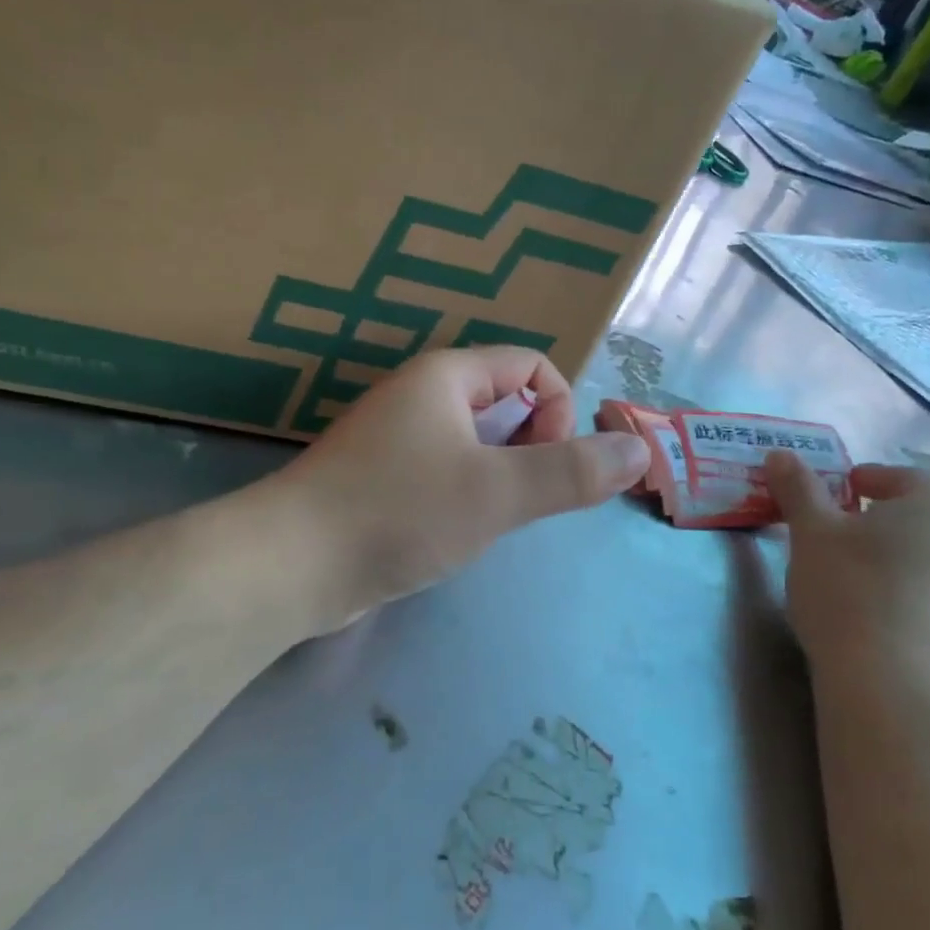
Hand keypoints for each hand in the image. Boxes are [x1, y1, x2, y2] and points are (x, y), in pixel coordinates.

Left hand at [268, 347, 650, 633]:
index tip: (550, 464)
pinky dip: (464, 494)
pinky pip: (442, 470)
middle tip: (521, 499)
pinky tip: (452, 532)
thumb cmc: (398, 513)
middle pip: (503, 401)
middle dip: (531, 446)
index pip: (529, 365)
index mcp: (445, 376)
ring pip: (473, 441)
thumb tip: (638, 450)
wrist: (291, 564)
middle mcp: (418, 395)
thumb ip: (570, 473)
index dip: (558, 409)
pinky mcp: (378, 478)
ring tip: (490, 519)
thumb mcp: (497, 493)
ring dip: (499, 475)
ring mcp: (393, 437)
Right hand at [764, 453, 929, 688]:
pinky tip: (877, 604)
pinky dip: (910, 583)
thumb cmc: (847, 588)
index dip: (860, 481)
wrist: (887, 680)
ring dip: (897, 550)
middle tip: (838, 531)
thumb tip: (780, 453)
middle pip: (919, 513)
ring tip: (855, 568)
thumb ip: (798, 487)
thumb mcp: (810, 530)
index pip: (897, 477)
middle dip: (880, 516)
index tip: (830, 496)